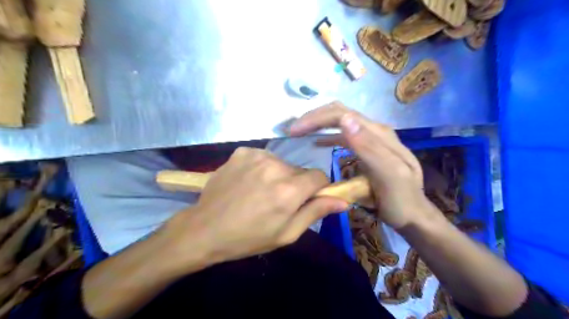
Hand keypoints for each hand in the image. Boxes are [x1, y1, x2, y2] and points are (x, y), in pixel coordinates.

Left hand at [165, 148, 346, 264]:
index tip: (306, 199)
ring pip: (282, 163)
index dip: (316, 188)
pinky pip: (263, 157)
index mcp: (289, 190)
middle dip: (295, 184)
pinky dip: (261, 168)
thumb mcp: (286, 234)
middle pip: (299, 170)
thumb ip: (315, 212)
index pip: (319, 176)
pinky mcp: (242, 152)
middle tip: (278, 201)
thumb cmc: (248, 237)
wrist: (205, 229)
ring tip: (260, 192)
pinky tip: (248, 182)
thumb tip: (343, 201)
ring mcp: (256, 155)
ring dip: (278, 175)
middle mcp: (275, 166)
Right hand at [289, 103, 431, 229]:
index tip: (294, 131)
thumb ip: (368, 148)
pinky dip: (327, 135)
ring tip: (299, 132)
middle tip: (293, 130)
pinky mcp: (366, 148)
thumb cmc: (400, 199)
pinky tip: (316, 141)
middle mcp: (374, 130)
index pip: (342, 115)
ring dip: (318, 124)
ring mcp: (370, 138)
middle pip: (339, 113)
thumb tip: (345, 120)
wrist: (413, 213)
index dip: (316, 119)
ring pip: (340, 121)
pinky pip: (343, 135)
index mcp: (378, 134)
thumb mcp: (388, 175)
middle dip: (314, 118)